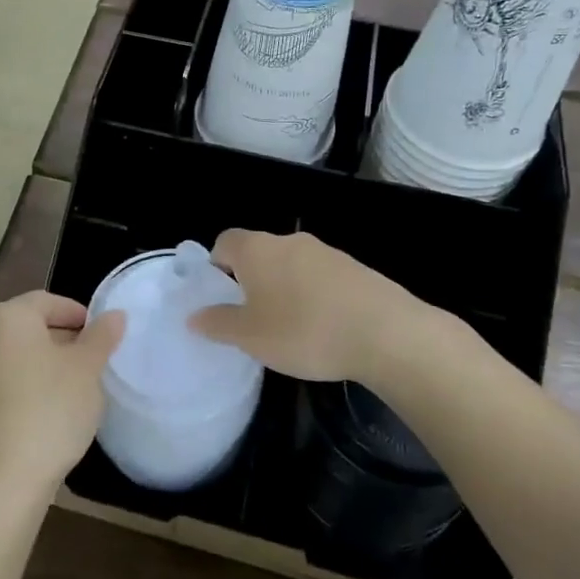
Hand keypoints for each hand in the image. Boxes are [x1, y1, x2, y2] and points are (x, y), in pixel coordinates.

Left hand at [0, 291, 124, 503]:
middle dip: (64, 340)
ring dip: (47, 367)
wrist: (3, 480)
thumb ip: (102, 337)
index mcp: (8, 318)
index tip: (102, 335)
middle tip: (95, 362)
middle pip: (30, 328)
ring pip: (18, 358)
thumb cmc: (50, 408)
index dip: (78, 313)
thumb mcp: (87, 369)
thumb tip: (114, 315)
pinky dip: (30, 390)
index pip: (47, 301)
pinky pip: (7, 386)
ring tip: (78, 389)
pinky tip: (52, 414)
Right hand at [189, 229, 449, 385]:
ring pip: (292, 265)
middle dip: (251, 280)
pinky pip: (321, 278)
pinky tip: (324, 328)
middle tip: (252, 317)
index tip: (221, 297)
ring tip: (291, 328)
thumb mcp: (250, 337)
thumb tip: (194, 316)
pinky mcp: (355, 268)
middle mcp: (289, 241)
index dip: (217, 266)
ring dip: (285, 288)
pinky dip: (315, 296)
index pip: (224, 241)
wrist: (385, 333)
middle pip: (259, 252)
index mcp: (257, 250)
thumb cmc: (303, 331)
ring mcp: (326, 252)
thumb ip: (218, 324)